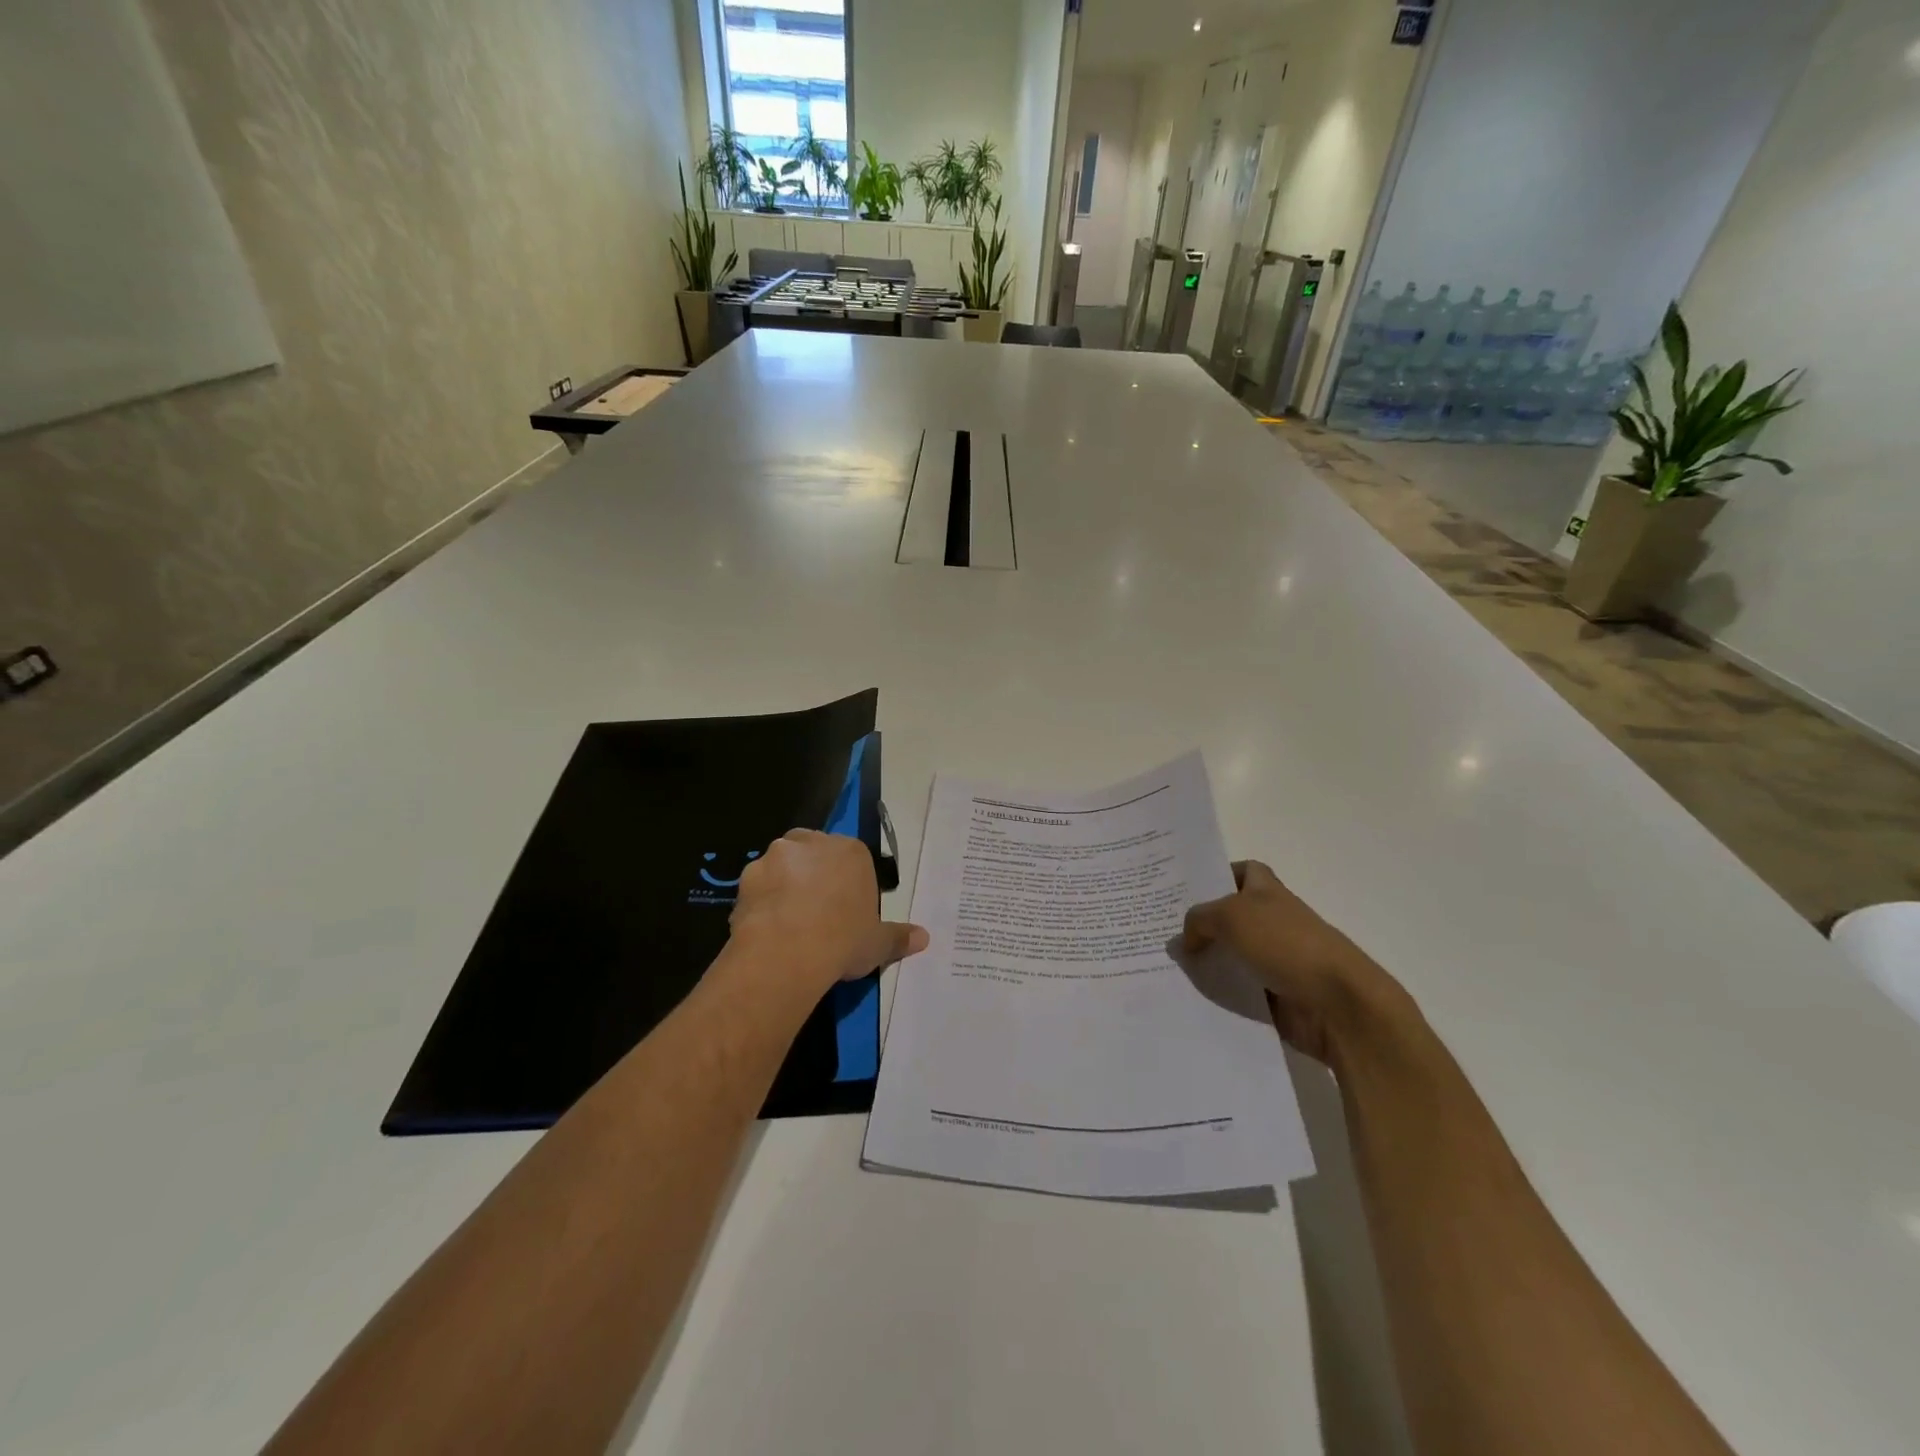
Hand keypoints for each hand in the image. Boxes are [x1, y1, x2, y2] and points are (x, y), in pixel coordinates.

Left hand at [728, 829, 928, 996]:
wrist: (787, 953)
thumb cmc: (843, 940)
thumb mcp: (878, 943)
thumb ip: (899, 937)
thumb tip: (924, 938)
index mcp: (850, 851)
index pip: (851, 859)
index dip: (848, 884)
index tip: (846, 910)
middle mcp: (812, 843)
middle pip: (814, 852)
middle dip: (814, 874)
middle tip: (817, 912)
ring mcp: (776, 856)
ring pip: (782, 866)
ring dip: (785, 885)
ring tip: (788, 922)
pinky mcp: (746, 876)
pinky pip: (758, 887)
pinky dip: (762, 902)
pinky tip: (766, 928)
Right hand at [1182, 861, 1409, 1065]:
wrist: (1337, 1003)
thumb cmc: (1285, 943)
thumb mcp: (1231, 916)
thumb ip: (1199, 919)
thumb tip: (1186, 938)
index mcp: (1267, 892)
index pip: (1244, 871)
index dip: (1219, 874)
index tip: (1186, 889)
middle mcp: (1272, 921)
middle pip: (1230, 916)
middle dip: (1201, 923)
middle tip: (1163, 930)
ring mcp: (1275, 959)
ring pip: (1231, 956)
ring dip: (1206, 962)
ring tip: (1166, 966)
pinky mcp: (1275, 995)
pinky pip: (1238, 991)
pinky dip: (1219, 994)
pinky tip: (1189, 995)